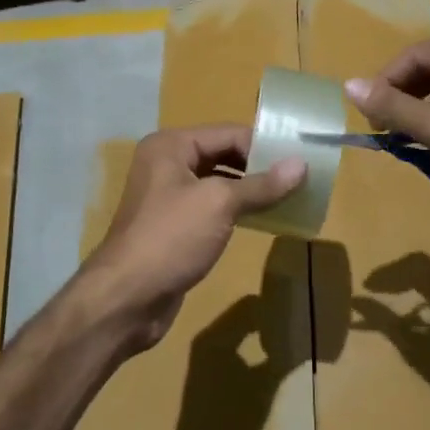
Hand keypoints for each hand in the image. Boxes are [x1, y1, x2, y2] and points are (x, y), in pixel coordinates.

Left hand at [78, 125, 303, 351]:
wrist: (127, 297)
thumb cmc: (171, 237)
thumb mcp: (219, 204)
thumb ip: (261, 184)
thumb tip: (301, 164)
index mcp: (171, 146)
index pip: (228, 133)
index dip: (264, 145)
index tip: (301, 160)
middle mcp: (166, 163)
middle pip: (222, 154)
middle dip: (259, 167)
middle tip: (299, 180)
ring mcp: (167, 196)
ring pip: (218, 182)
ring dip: (250, 189)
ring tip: (288, 198)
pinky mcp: (173, 226)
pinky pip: (211, 207)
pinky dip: (236, 210)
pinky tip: (261, 219)